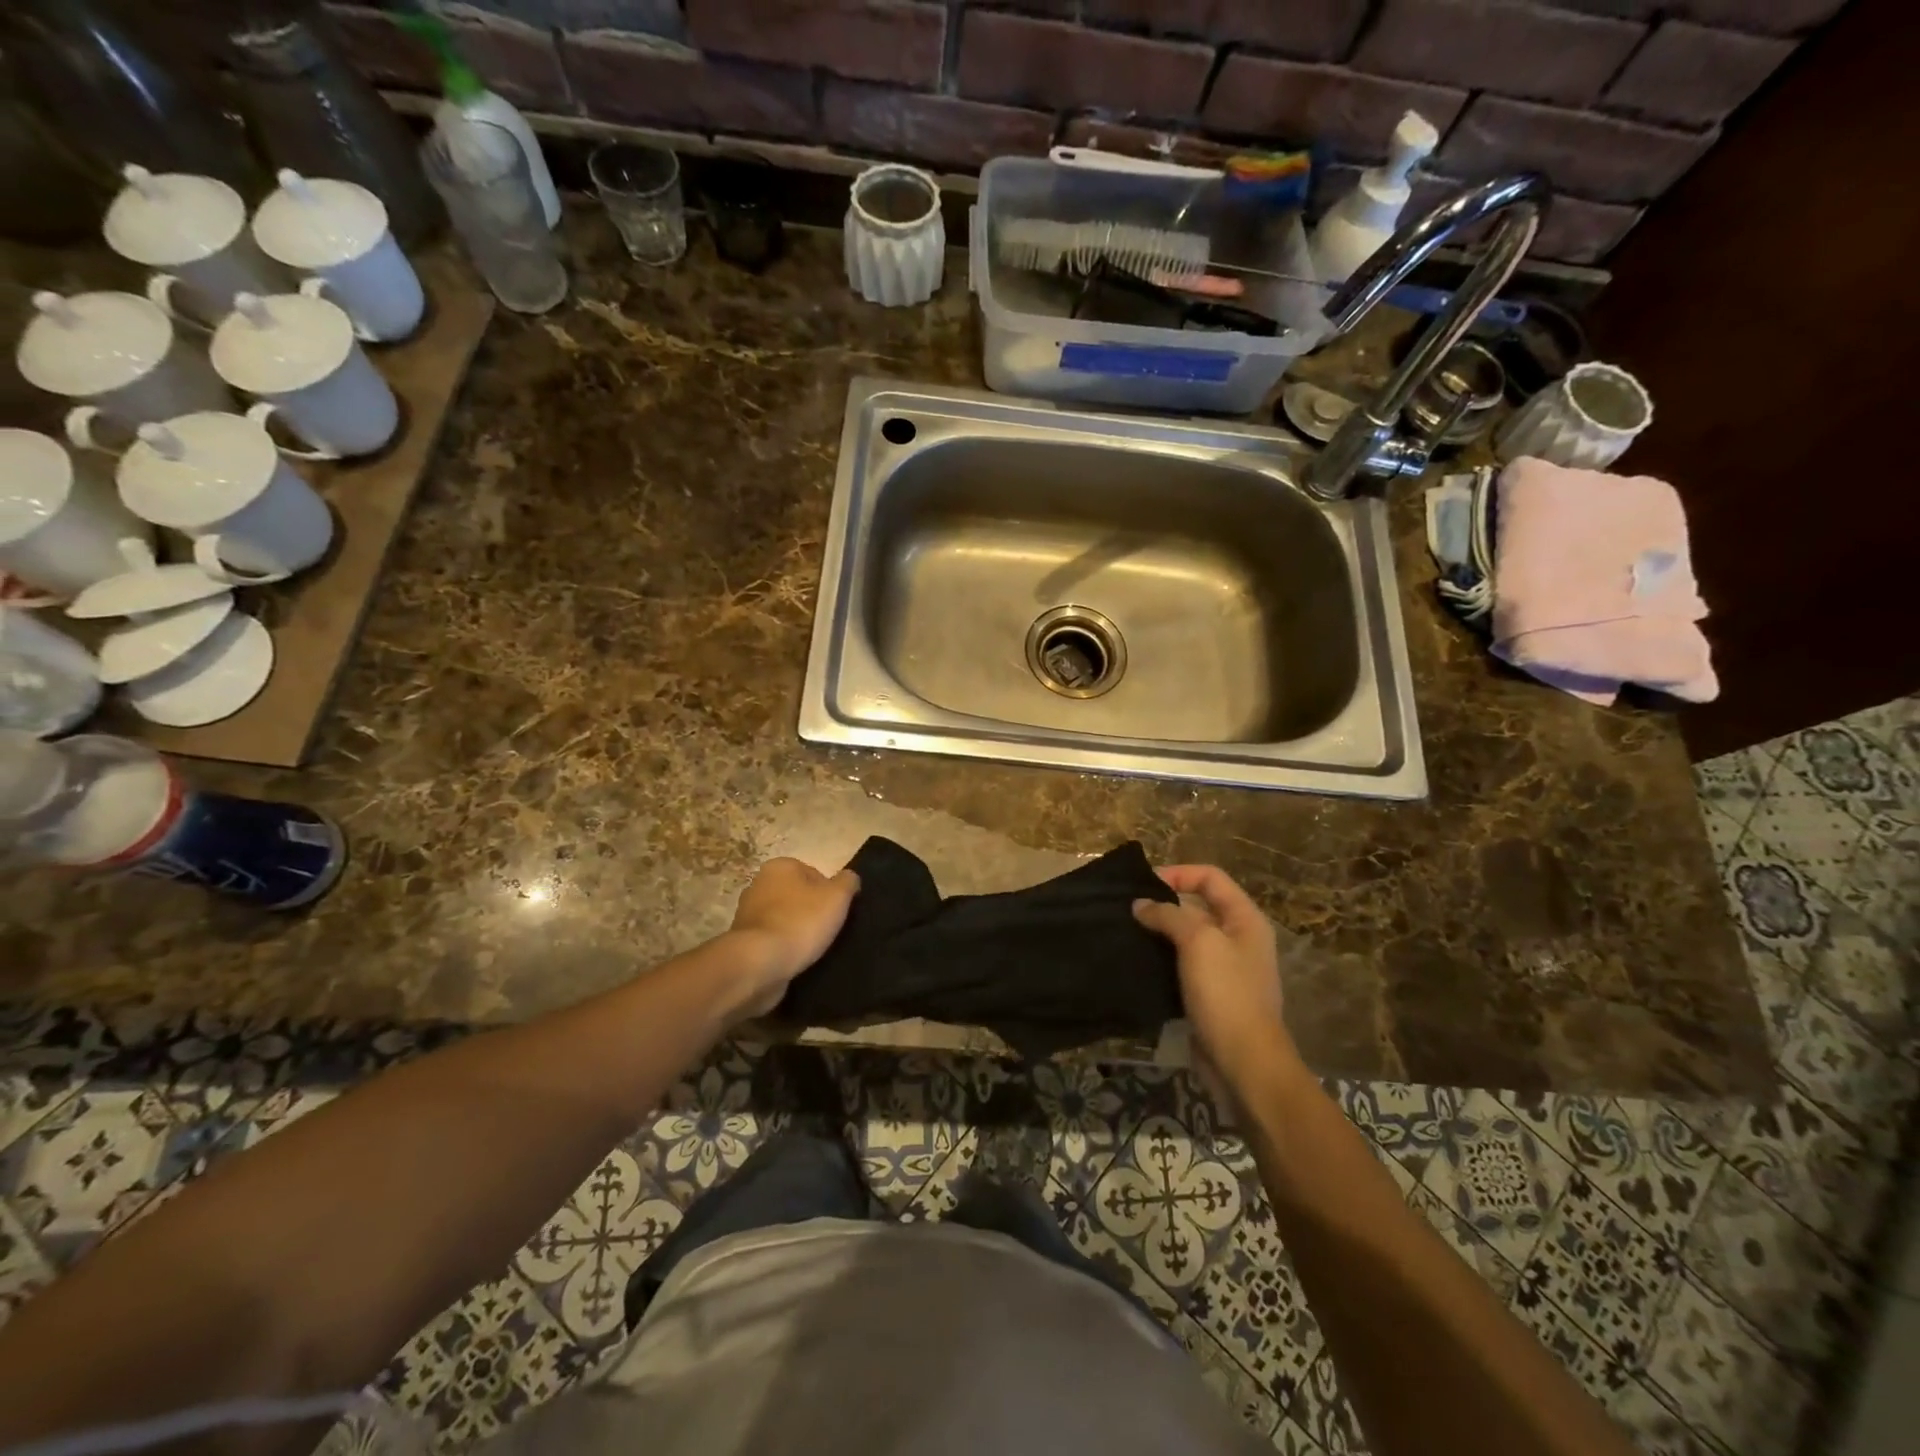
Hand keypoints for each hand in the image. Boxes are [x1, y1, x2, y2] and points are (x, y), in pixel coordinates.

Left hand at [725, 857, 860, 1016]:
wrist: (760, 963)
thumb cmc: (801, 922)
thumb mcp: (837, 897)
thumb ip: (848, 881)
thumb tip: (849, 878)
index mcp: (780, 866)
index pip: (815, 874)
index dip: (830, 894)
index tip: (837, 913)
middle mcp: (759, 884)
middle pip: (798, 896)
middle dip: (812, 911)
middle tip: (828, 930)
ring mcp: (747, 913)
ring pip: (785, 919)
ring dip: (797, 931)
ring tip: (813, 949)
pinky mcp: (744, 941)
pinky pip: (772, 940)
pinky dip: (783, 948)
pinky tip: (795, 960)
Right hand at [1133, 865, 1298, 1093]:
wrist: (1244, 1063)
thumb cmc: (1226, 994)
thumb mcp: (1198, 942)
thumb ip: (1168, 915)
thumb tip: (1141, 905)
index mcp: (1245, 919)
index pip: (1210, 878)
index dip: (1178, 873)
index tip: (1144, 884)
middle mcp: (1238, 938)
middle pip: (1198, 906)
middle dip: (1164, 903)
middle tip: (1128, 908)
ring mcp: (1225, 969)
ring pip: (1187, 937)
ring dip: (1159, 932)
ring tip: (1127, 932)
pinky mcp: (1210, 995)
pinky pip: (1182, 965)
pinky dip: (1161, 960)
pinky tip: (1138, 962)